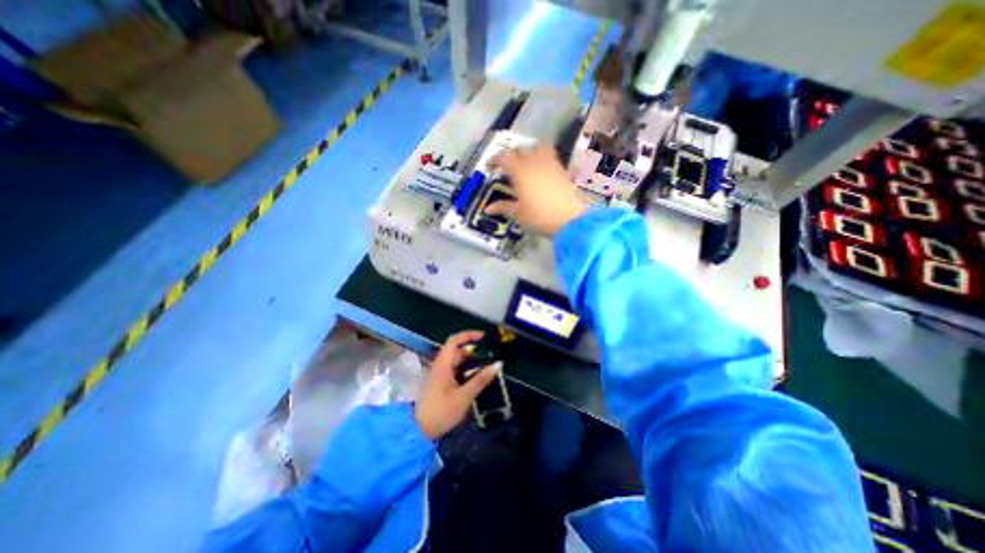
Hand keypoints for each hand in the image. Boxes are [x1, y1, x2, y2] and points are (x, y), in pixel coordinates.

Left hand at [412, 331, 500, 442]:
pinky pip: (454, 371)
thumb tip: (498, 364)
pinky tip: (475, 381)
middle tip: (490, 358)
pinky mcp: (438, 383)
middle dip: (474, 352)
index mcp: (442, 364)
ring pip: (456, 362)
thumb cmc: (441, 412)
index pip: (454, 340)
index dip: (468, 335)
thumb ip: (481, 380)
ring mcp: (438, 374)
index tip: (484, 337)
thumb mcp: (464, 397)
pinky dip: (465, 372)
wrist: (417, 432)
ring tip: (486, 370)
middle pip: (457, 352)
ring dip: (470, 363)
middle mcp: (439, 366)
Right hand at [483, 145, 583, 233]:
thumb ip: (503, 208)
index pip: (505, 158)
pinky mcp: (564, 172)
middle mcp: (536, 164)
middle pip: (522, 150)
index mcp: (521, 172)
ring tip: (527, 163)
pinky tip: (543, 172)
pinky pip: (552, 159)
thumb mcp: (518, 214)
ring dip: (530, 152)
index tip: (489, 167)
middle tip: (507, 166)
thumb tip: (488, 209)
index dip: (495, 160)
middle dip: (512, 155)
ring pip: (539, 149)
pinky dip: (544, 160)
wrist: (569, 221)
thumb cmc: (539, 217)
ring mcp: (552, 166)